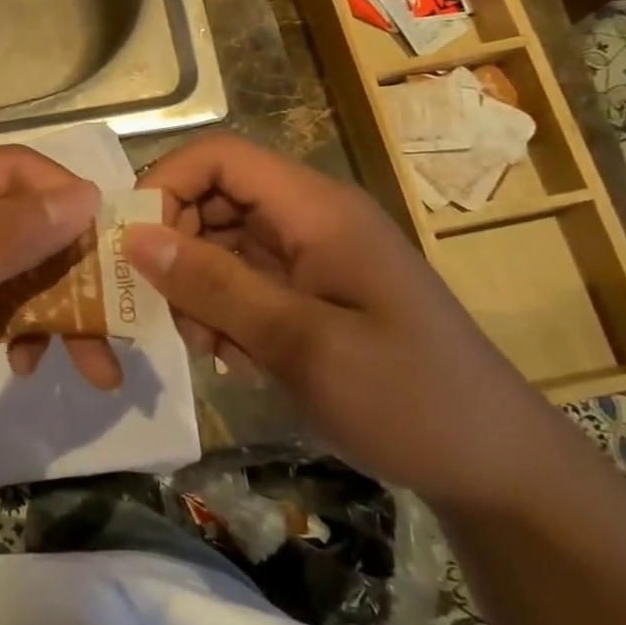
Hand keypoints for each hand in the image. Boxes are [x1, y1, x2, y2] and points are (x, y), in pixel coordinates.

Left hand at [0, 146, 120, 468]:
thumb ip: (9, 237)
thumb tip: (84, 193)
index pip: (12, 168)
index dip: (65, 199)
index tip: (113, 246)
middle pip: (18, 219)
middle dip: (67, 270)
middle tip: (111, 323)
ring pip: (12, 262)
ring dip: (50, 306)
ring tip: (87, 364)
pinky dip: (16, 323)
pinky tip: (23, 362)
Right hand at [129, 134, 568, 511]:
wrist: (495, 467)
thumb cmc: (409, 399)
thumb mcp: (303, 344)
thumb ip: (216, 286)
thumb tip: (135, 237)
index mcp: (316, 208)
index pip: (218, 156)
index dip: (165, 184)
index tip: (131, 244)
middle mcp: (309, 219)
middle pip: (211, 199)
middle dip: (176, 250)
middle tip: (168, 313)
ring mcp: (309, 256)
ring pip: (218, 244)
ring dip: (197, 291)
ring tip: (211, 349)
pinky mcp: (307, 292)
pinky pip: (240, 282)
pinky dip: (222, 314)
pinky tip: (237, 360)